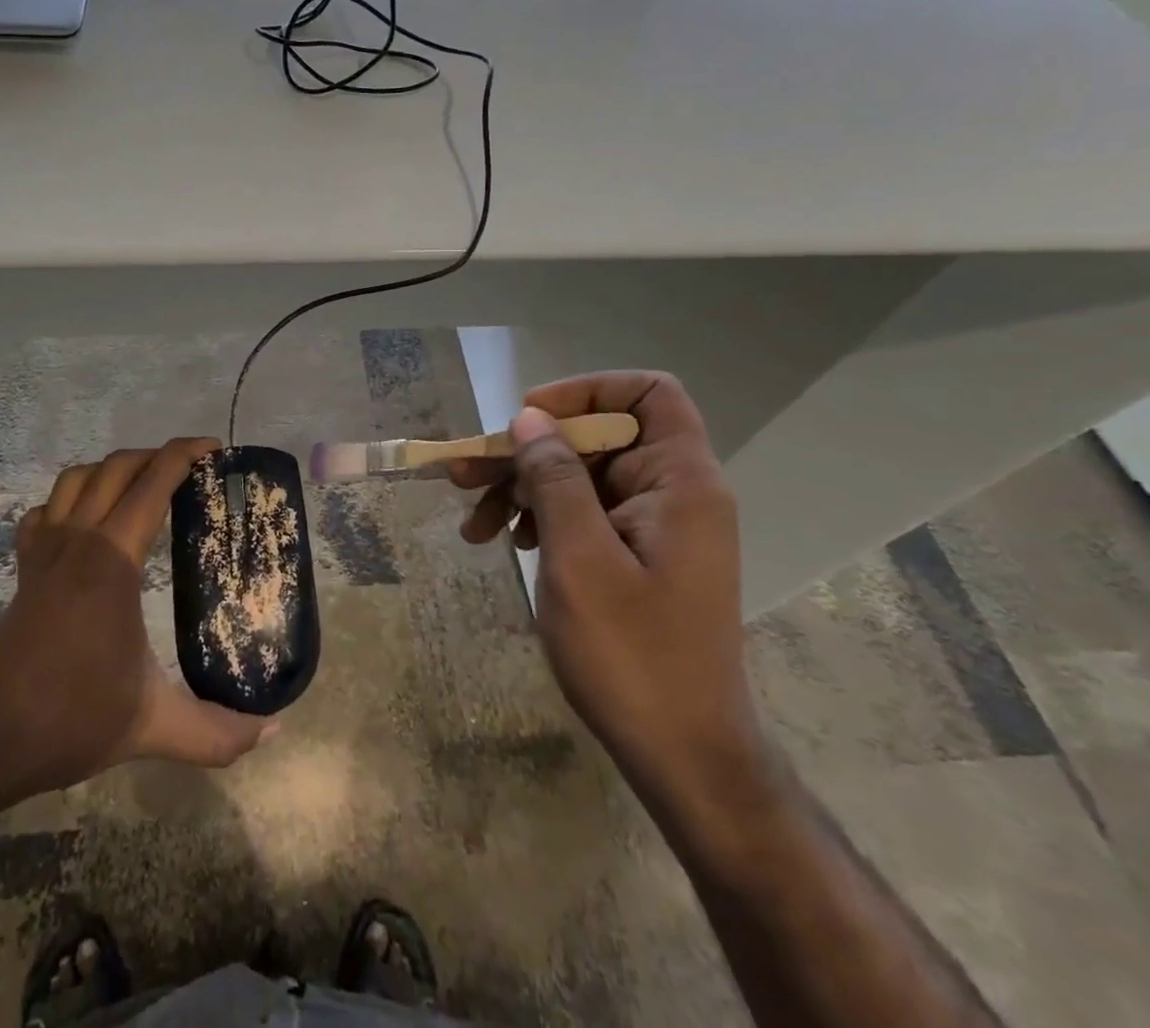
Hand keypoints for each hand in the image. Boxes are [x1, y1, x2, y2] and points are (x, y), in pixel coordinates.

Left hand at [0, 439, 275, 812]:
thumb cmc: (72, 719)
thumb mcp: (154, 726)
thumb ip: (217, 732)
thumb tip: (274, 731)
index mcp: (112, 560)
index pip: (152, 484)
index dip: (185, 455)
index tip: (216, 449)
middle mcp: (77, 540)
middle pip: (116, 467)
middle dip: (156, 455)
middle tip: (192, 468)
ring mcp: (44, 551)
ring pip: (76, 479)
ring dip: (113, 469)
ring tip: (144, 485)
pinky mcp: (25, 569)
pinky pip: (45, 511)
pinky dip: (68, 500)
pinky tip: (85, 522)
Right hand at [448, 373, 762, 800]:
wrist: (684, 758)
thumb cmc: (633, 656)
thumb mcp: (579, 559)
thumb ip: (555, 478)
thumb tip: (530, 418)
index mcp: (680, 482)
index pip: (648, 394)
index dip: (587, 390)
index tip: (530, 418)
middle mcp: (674, 493)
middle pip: (597, 437)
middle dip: (529, 451)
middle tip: (465, 472)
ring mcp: (655, 527)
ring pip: (582, 477)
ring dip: (524, 488)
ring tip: (472, 520)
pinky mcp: (637, 557)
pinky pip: (585, 513)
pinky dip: (541, 519)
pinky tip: (504, 542)